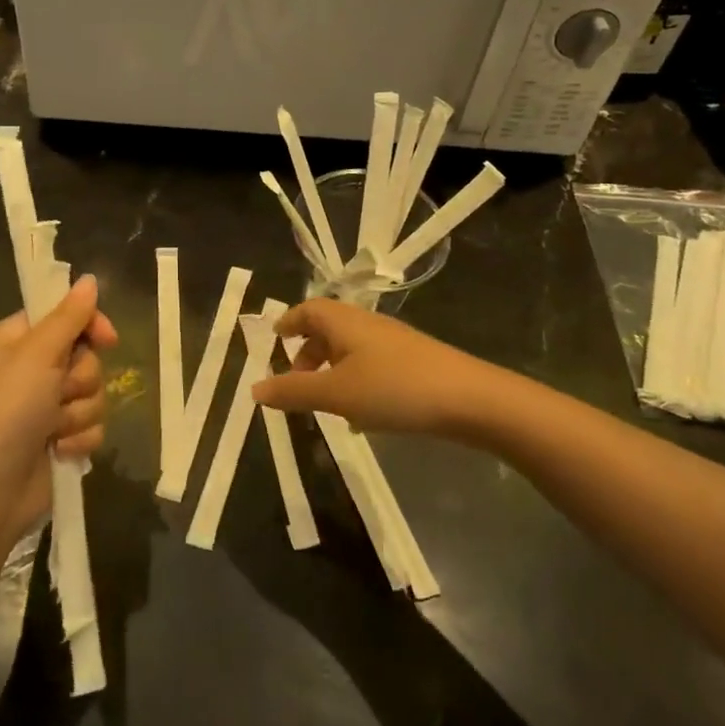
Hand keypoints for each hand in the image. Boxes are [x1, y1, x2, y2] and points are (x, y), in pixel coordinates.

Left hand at [0, 274, 117, 547]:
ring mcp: (44, 408)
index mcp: (15, 341)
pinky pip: (92, 426)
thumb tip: (89, 279)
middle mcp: (30, 370)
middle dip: (80, 379)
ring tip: (53, 430)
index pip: (64, 316)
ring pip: (93, 393)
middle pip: (85, 357)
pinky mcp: (58, 440)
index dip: (88, 325)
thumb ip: (68, 317)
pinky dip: (79, 439)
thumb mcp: (35, 356)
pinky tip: (60, 451)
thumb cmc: (4, 413)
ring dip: (79, 413)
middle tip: (58, 393)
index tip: (107, 339)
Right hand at [251, 299, 498, 438]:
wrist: (470, 399)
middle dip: (307, 352)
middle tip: (295, 381)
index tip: (274, 340)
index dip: (289, 322)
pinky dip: (355, 382)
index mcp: (344, 322)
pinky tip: (361, 416)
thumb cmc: (394, 388)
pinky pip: (371, 365)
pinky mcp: (413, 362)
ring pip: (350, 349)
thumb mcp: (336, 394)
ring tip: (325, 403)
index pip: (308, 309)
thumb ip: (294, 392)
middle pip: (328, 328)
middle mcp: (367, 325)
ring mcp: (393, 343)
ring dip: (331, 371)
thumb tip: (254, 388)